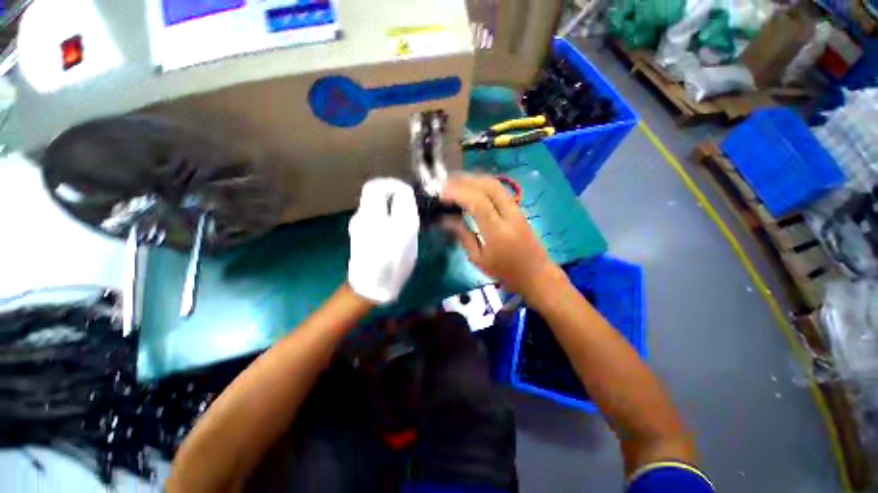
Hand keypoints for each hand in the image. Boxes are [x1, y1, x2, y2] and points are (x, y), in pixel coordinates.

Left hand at [348, 178, 419, 303]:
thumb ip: (405, 212)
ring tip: (406, 215)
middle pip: (374, 191)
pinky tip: (396, 226)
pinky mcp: (359, 231)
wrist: (370, 287)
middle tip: (409, 203)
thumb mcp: (405, 238)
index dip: (394, 185)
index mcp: (373, 215)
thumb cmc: (391, 264)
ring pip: (374, 202)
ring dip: (390, 202)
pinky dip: (386, 212)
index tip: (409, 193)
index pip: (377, 186)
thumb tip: (404, 194)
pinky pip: (374, 213)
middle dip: (393, 192)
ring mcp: (358, 223)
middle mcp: (362, 216)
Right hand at [441, 174, 560, 297]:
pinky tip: (472, 188)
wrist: (537, 274)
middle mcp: (509, 215)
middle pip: (489, 186)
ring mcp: (517, 210)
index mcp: (498, 232)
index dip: (458, 193)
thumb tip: (446, 219)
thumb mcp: (479, 259)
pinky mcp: (519, 209)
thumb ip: (463, 236)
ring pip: (496, 184)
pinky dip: (483, 184)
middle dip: (465, 180)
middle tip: (446, 183)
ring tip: (456, 182)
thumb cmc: (505, 272)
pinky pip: (499, 190)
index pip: (478, 203)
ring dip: (474, 179)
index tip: (441, 193)